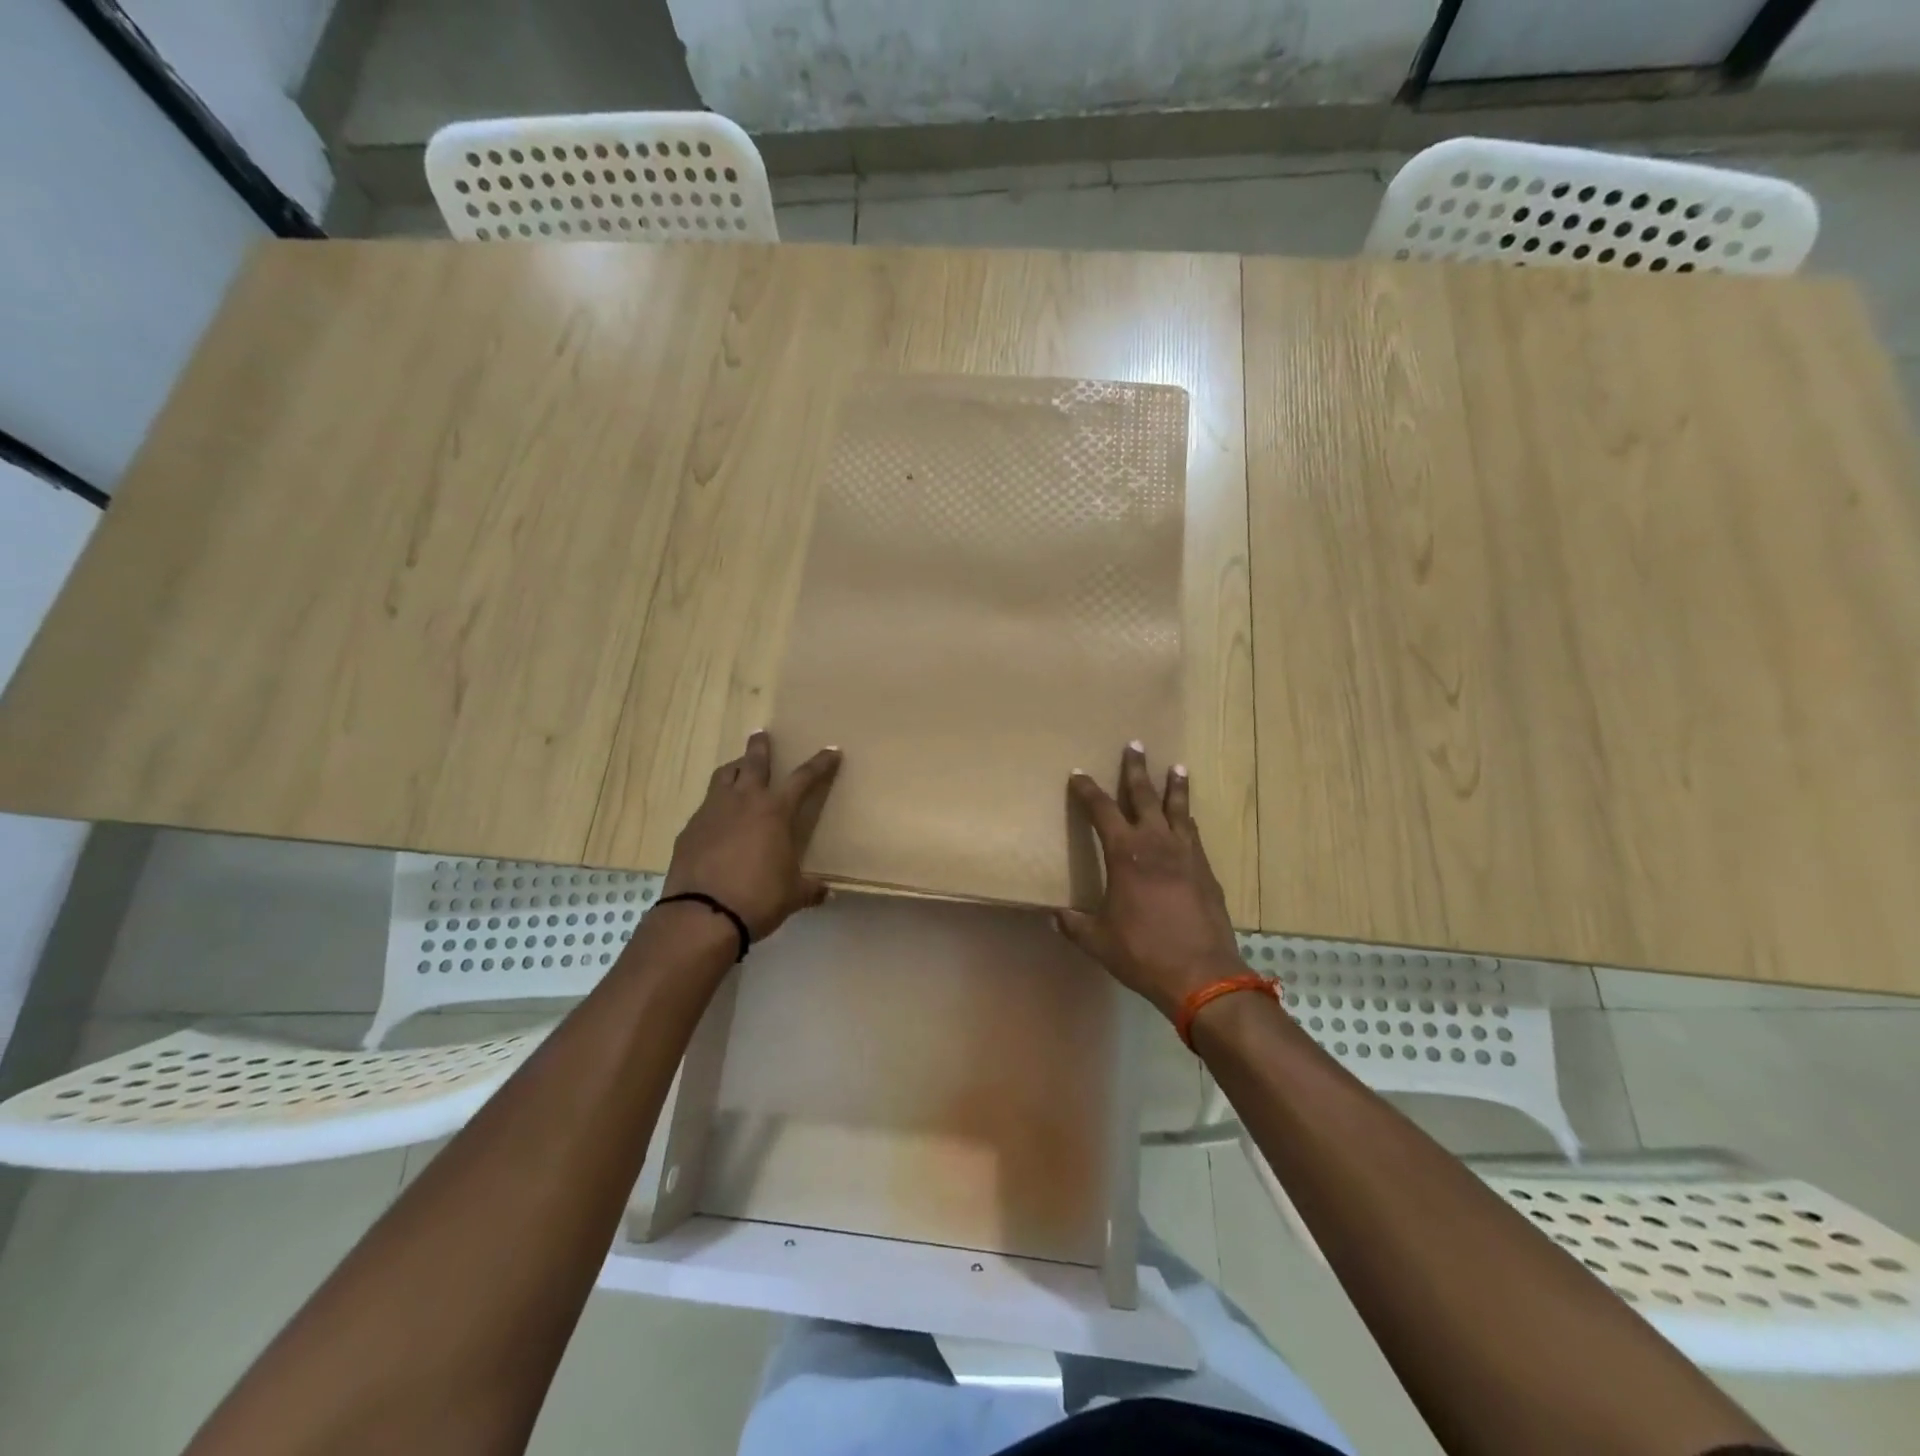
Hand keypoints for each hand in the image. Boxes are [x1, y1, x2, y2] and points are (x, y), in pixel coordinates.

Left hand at [663, 731, 841, 940]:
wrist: (702, 915)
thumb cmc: (758, 898)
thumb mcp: (793, 895)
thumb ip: (810, 889)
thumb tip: (826, 893)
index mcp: (775, 811)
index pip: (804, 778)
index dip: (820, 763)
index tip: (831, 750)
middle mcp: (744, 801)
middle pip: (753, 762)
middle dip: (760, 746)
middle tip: (761, 734)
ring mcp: (712, 811)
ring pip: (723, 776)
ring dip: (734, 768)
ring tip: (738, 769)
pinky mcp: (689, 829)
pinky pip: (706, 806)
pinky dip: (716, 805)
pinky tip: (718, 819)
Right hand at [1056, 742, 1244, 1021]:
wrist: (1203, 974)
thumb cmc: (1143, 953)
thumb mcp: (1098, 940)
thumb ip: (1074, 925)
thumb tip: (1054, 916)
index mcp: (1126, 854)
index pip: (1101, 811)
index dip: (1087, 791)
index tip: (1078, 775)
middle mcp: (1156, 844)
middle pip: (1144, 796)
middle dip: (1136, 770)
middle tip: (1135, 745)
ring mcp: (1187, 855)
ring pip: (1178, 810)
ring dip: (1175, 787)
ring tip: (1177, 767)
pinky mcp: (1206, 871)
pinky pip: (1194, 834)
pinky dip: (1188, 819)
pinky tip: (1189, 818)